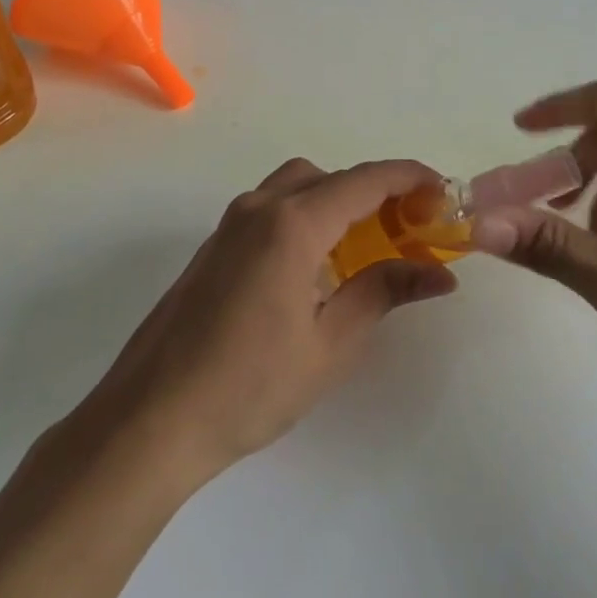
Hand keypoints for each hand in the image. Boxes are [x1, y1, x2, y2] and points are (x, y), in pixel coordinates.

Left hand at [88, 158, 457, 480]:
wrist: (152, 420)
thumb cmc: (249, 386)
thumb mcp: (330, 343)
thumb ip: (383, 292)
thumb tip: (439, 273)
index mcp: (291, 224)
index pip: (364, 181)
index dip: (410, 178)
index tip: (444, 191)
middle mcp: (258, 208)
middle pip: (329, 177)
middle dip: (374, 191)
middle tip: (408, 227)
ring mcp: (229, 226)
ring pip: (295, 187)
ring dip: (336, 201)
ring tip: (366, 245)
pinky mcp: (213, 247)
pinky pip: (270, 210)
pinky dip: (305, 217)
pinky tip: (316, 267)